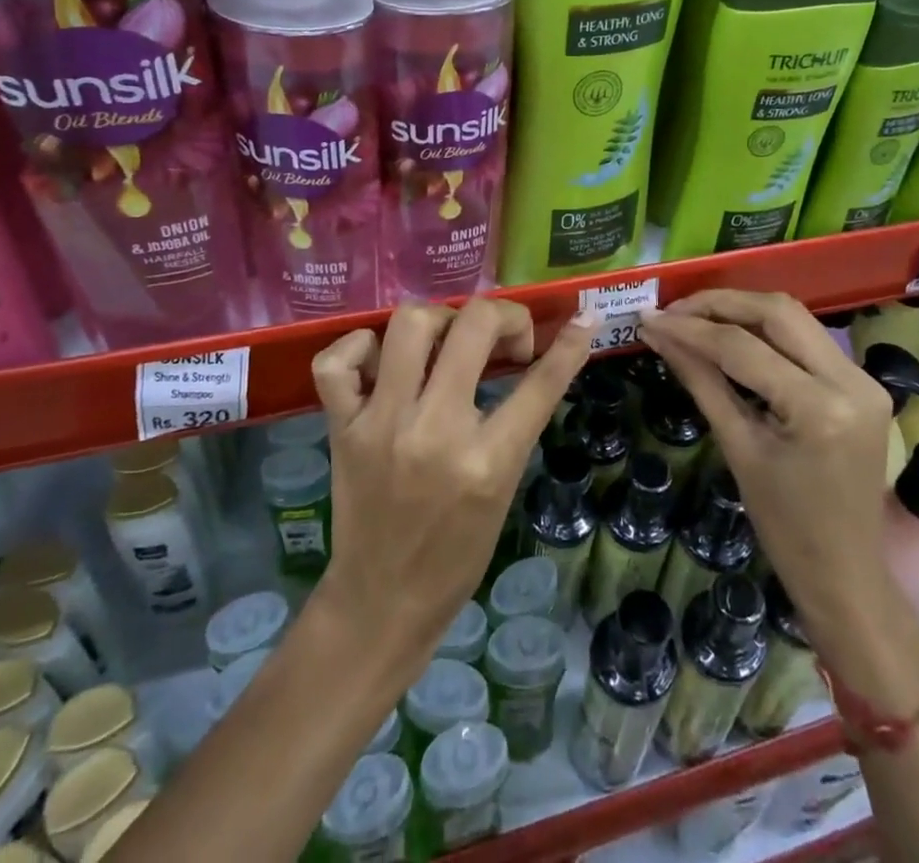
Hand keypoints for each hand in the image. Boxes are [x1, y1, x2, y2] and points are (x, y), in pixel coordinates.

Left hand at [309, 299, 594, 679]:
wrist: (382, 602)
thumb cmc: (456, 554)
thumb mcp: (503, 489)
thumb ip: (518, 424)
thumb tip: (541, 362)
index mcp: (486, 462)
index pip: (539, 385)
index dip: (569, 346)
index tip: (582, 320)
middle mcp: (435, 432)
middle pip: (473, 327)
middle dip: (503, 316)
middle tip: (505, 339)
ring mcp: (382, 425)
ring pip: (410, 324)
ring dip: (440, 320)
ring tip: (448, 342)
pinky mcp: (342, 428)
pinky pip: (337, 362)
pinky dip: (360, 346)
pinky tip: (382, 359)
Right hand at [639, 291, 896, 628]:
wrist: (846, 573)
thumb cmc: (784, 526)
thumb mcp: (737, 447)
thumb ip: (699, 379)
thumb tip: (658, 334)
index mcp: (819, 408)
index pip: (742, 347)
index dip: (691, 328)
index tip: (651, 319)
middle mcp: (852, 381)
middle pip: (777, 311)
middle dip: (719, 303)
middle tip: (673, 310)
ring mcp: (864, 379)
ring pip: (794, 317)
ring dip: (742, 310)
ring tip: (695, 318)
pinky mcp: (864, 382)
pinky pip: (807, 339)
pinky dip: (766, 330)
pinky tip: (731, 336)